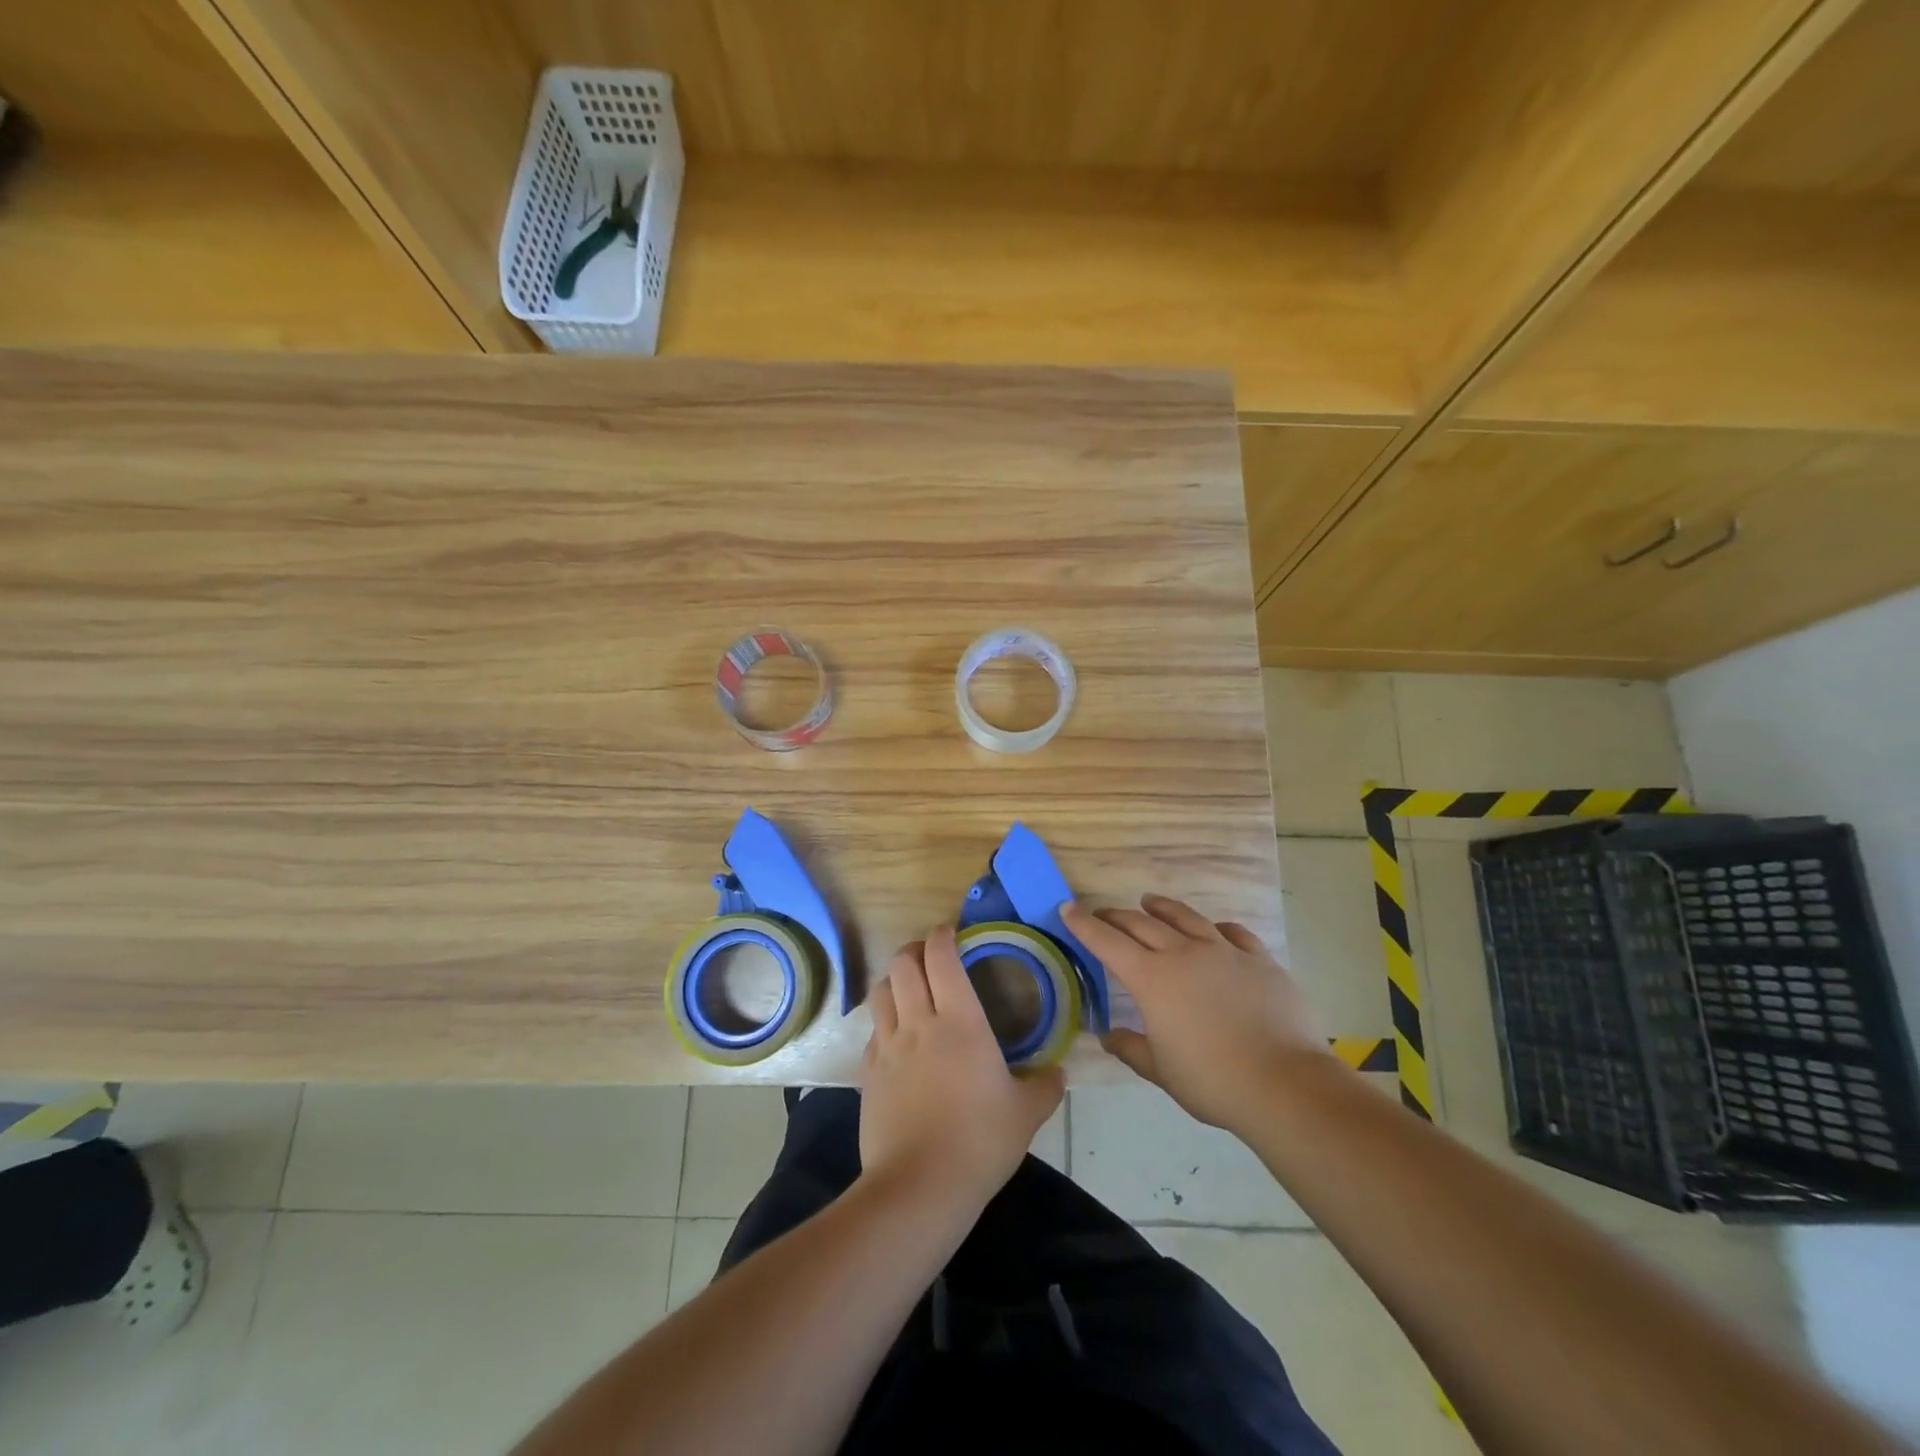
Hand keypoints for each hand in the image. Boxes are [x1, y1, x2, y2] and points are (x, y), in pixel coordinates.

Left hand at [859, 927, 1063, 1212]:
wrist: (920, 1187)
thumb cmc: (980, 1142)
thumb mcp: (1026, 1114)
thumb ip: (1045, 1086)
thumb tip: (1057, 1072)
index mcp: (960, 1021)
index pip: (942, 958)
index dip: (942, 936)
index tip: (950, 932)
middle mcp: (918, 1022)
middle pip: (904, 964)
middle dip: (915, 949)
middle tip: (930, 954)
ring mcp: (887, 1047)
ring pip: (881, 991)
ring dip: (895, 979)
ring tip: (909, 987)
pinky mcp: (867, 1073)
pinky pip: (873, 1032)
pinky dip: (884, 1022)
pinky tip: (896, 1039)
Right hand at [1061, 895, 1334, 1132]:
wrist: (1284, 1084)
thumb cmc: (1212, 1081)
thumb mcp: (1161, 1071)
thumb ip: (1131, 1048)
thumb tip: (1108, 1035)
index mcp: (1152, 979)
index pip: (1107, 942)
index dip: (1084, 924)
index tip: (1068, 908)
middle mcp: (1183, 954)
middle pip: (1142, 924)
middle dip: (1117, 916)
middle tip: (1103, 914)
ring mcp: (1224, 952)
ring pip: (1186, 918)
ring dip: (1162, 908)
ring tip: (1150, 902)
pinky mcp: (1259, 959)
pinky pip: (1232, 933)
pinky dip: (1216, 928)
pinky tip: (1214, 930)